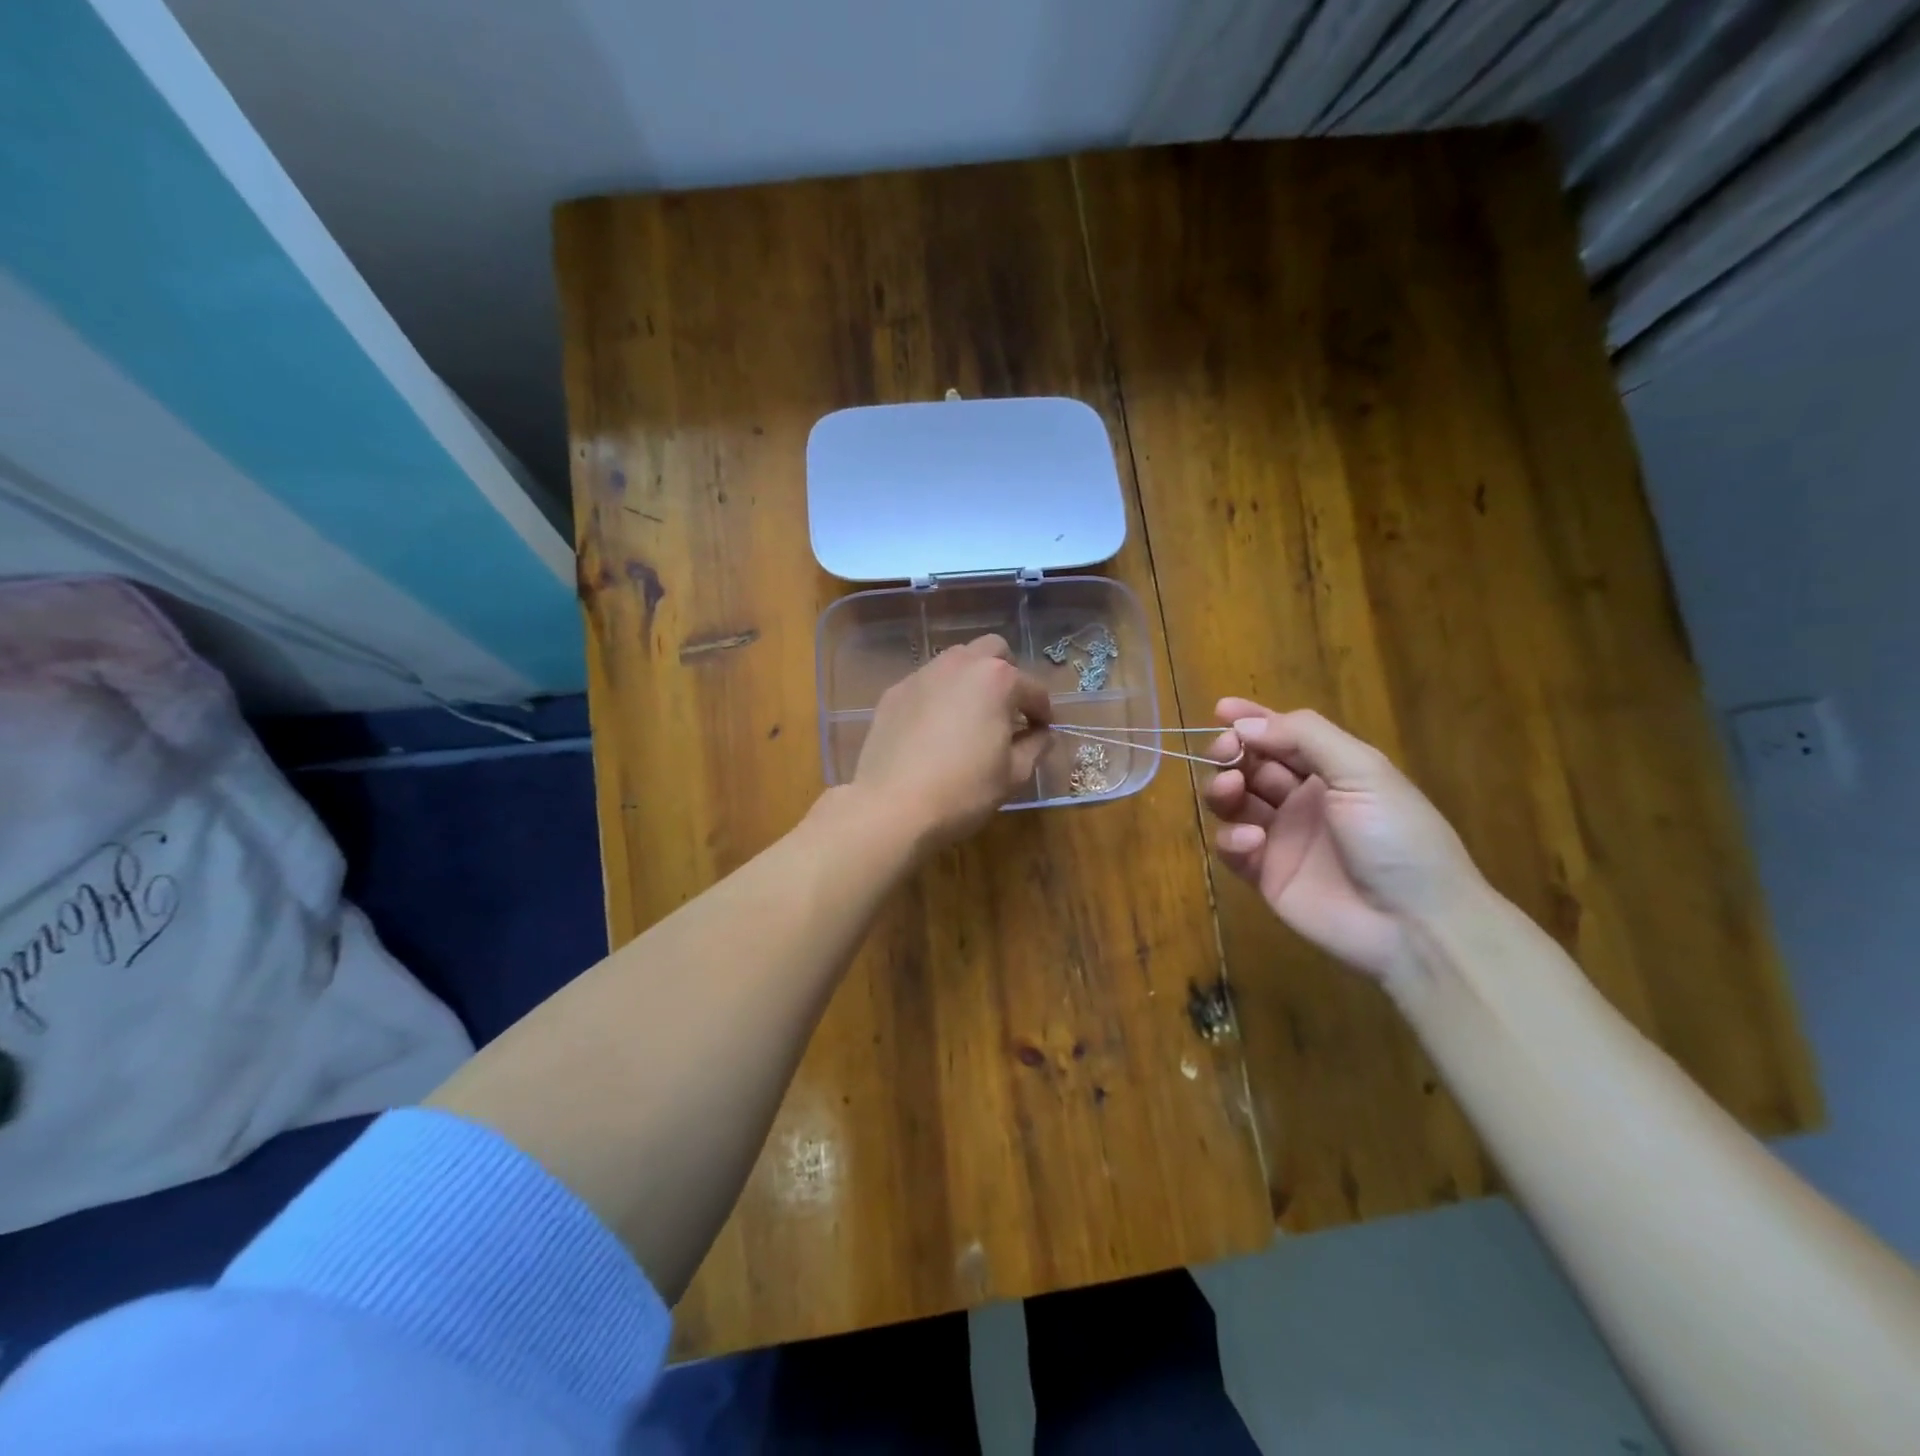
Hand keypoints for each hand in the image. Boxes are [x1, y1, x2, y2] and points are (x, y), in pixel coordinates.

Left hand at [852, 635, 1052, 847]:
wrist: (892, 806)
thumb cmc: (963, 791)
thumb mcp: (1013, 775)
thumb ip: (1035, 746)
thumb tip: (1041, 734)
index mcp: (997, 680)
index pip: (1033, 689)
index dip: (1043, 712)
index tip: (1042, 731)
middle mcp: (960, 665)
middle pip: (993, 651)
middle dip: (1007, 675)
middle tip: (1007, 710)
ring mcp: (922, 675)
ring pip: (956, 661)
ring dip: (971, 680)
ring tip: (970, 716)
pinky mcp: (894, 693)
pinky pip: (926, 683)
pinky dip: (939, 696)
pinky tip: (934, 729)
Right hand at [1204, 699, 1483, 982]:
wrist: (1416, 925)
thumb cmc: (1397, 838)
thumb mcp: (1363, 772)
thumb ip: (1305, 737)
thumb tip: (1245, 724)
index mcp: (1332, 771)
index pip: (1283, 735)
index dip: (1252, 720)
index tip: (1220, 709)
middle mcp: (1303, 799)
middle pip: (1251, 765)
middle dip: (1232, 752)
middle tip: (1225, 752)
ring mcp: (1282, 837)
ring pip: (1234, 802)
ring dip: (1224, 789)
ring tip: (1231, 789)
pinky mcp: (1265, 875)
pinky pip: (1233, 848)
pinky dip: (1233, 839)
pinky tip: (1252, 842)